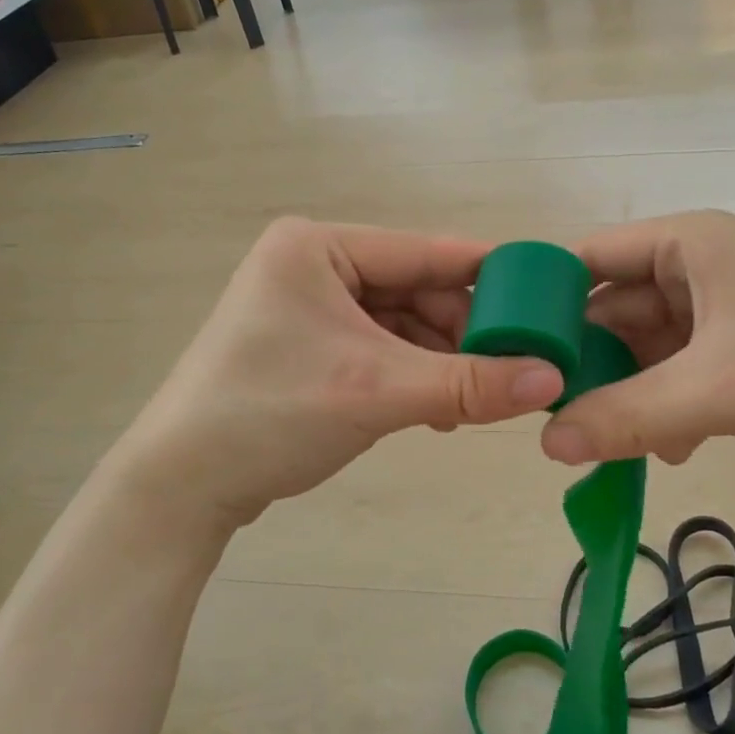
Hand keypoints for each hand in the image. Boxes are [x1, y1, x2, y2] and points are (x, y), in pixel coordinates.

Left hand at [106, 219, 565, 536]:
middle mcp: (313, 266)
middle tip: (513, 369)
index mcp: (318, 246)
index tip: (546, 299)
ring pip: (401, 325)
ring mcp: (309, 309)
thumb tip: (554, 379)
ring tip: (479, 399)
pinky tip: (441, 410)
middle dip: (462, 332)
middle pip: (415, 290)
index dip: (487, 276)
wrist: (180, 487)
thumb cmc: (272, 413)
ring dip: (440, 362)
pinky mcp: (309, 349)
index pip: (423, 252)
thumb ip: (470, 383)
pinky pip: (380, 351)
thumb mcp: (379, 391)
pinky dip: (413, 377)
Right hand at [540, 211, 734, 470]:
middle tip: (555, 420)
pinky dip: (667, 409)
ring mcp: (723, 312)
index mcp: (686, 245)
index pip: (588, 259)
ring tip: (609, 446)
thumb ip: (628, 414)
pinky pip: (681, 375)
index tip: (515, 358)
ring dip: (629, 395)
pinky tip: (668, 451)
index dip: (547, 303)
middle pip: (614, 311)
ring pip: (647, 350)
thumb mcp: (721, 388)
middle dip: (589, 366)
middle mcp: (698, 269)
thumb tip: (545, 442)